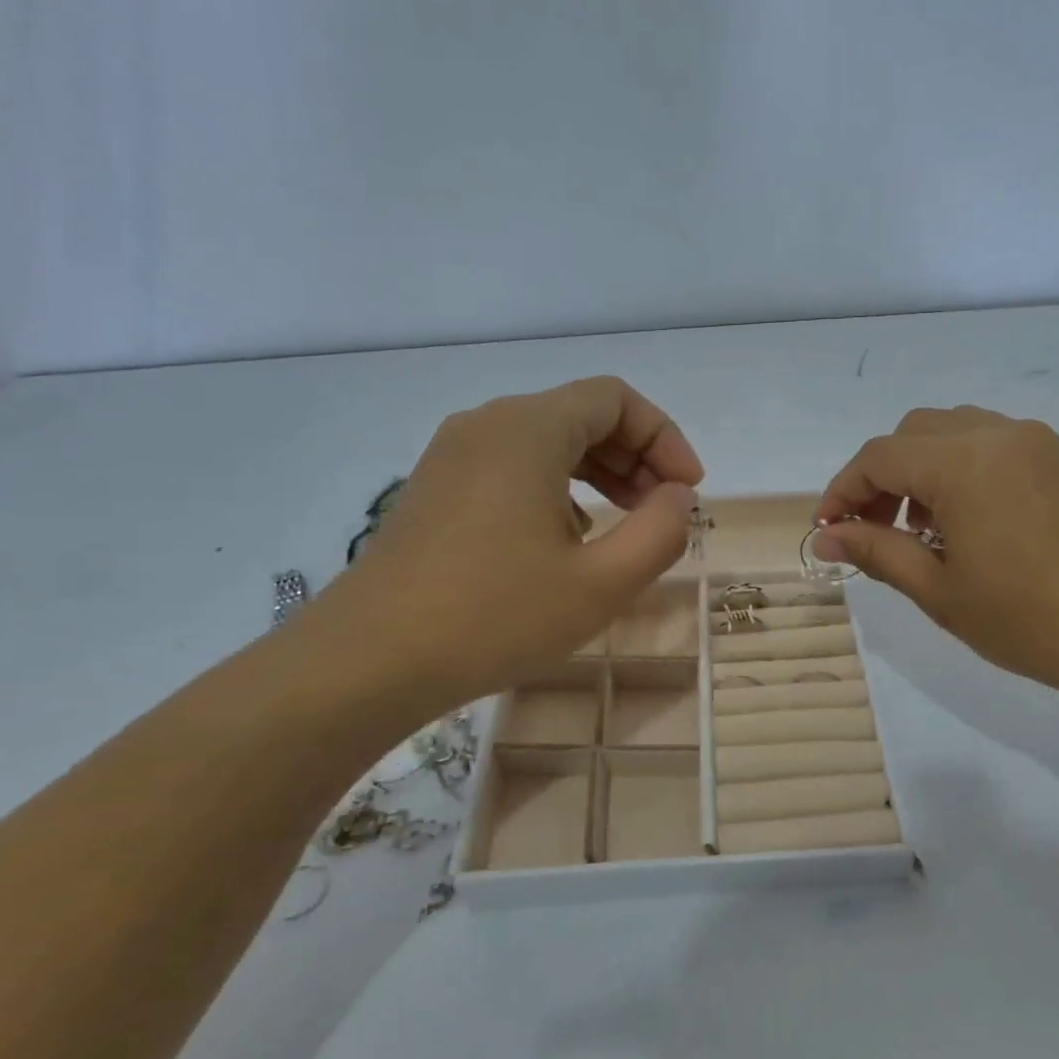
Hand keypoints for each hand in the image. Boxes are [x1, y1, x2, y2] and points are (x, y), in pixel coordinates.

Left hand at [315, 377, 701, 704]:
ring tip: (623, 527)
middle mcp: (487, 425)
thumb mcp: (601, 583)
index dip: (664, 438)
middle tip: (663, 511)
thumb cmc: (495, 616)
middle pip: (580, 415)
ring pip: (545, 442)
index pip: (615, 399)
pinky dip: (556, 489)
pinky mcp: (435, 490)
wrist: (371, 659)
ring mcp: (453, 456)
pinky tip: (565, 542)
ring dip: (597, 475)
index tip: (688, 492)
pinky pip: (512, 467)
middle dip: (635, 457)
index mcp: (528, 429)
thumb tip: (678, 497)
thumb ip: (660, 532)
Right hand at [814, 406, 1058, 714]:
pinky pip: (994, 448)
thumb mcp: (941, 592)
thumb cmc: (1034, 621)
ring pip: (955, 434)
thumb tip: (826, 537)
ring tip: (920, 534)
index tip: (827, 533)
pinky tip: (967, 527)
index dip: (842, 491)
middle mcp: (1000, 434)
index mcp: (964, 461)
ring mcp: (1040, 444)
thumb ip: (877, 553)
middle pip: (915, 434)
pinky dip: (961, 473)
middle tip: (871, 533)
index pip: (879, 457)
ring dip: (921, 472)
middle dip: (880, 478)